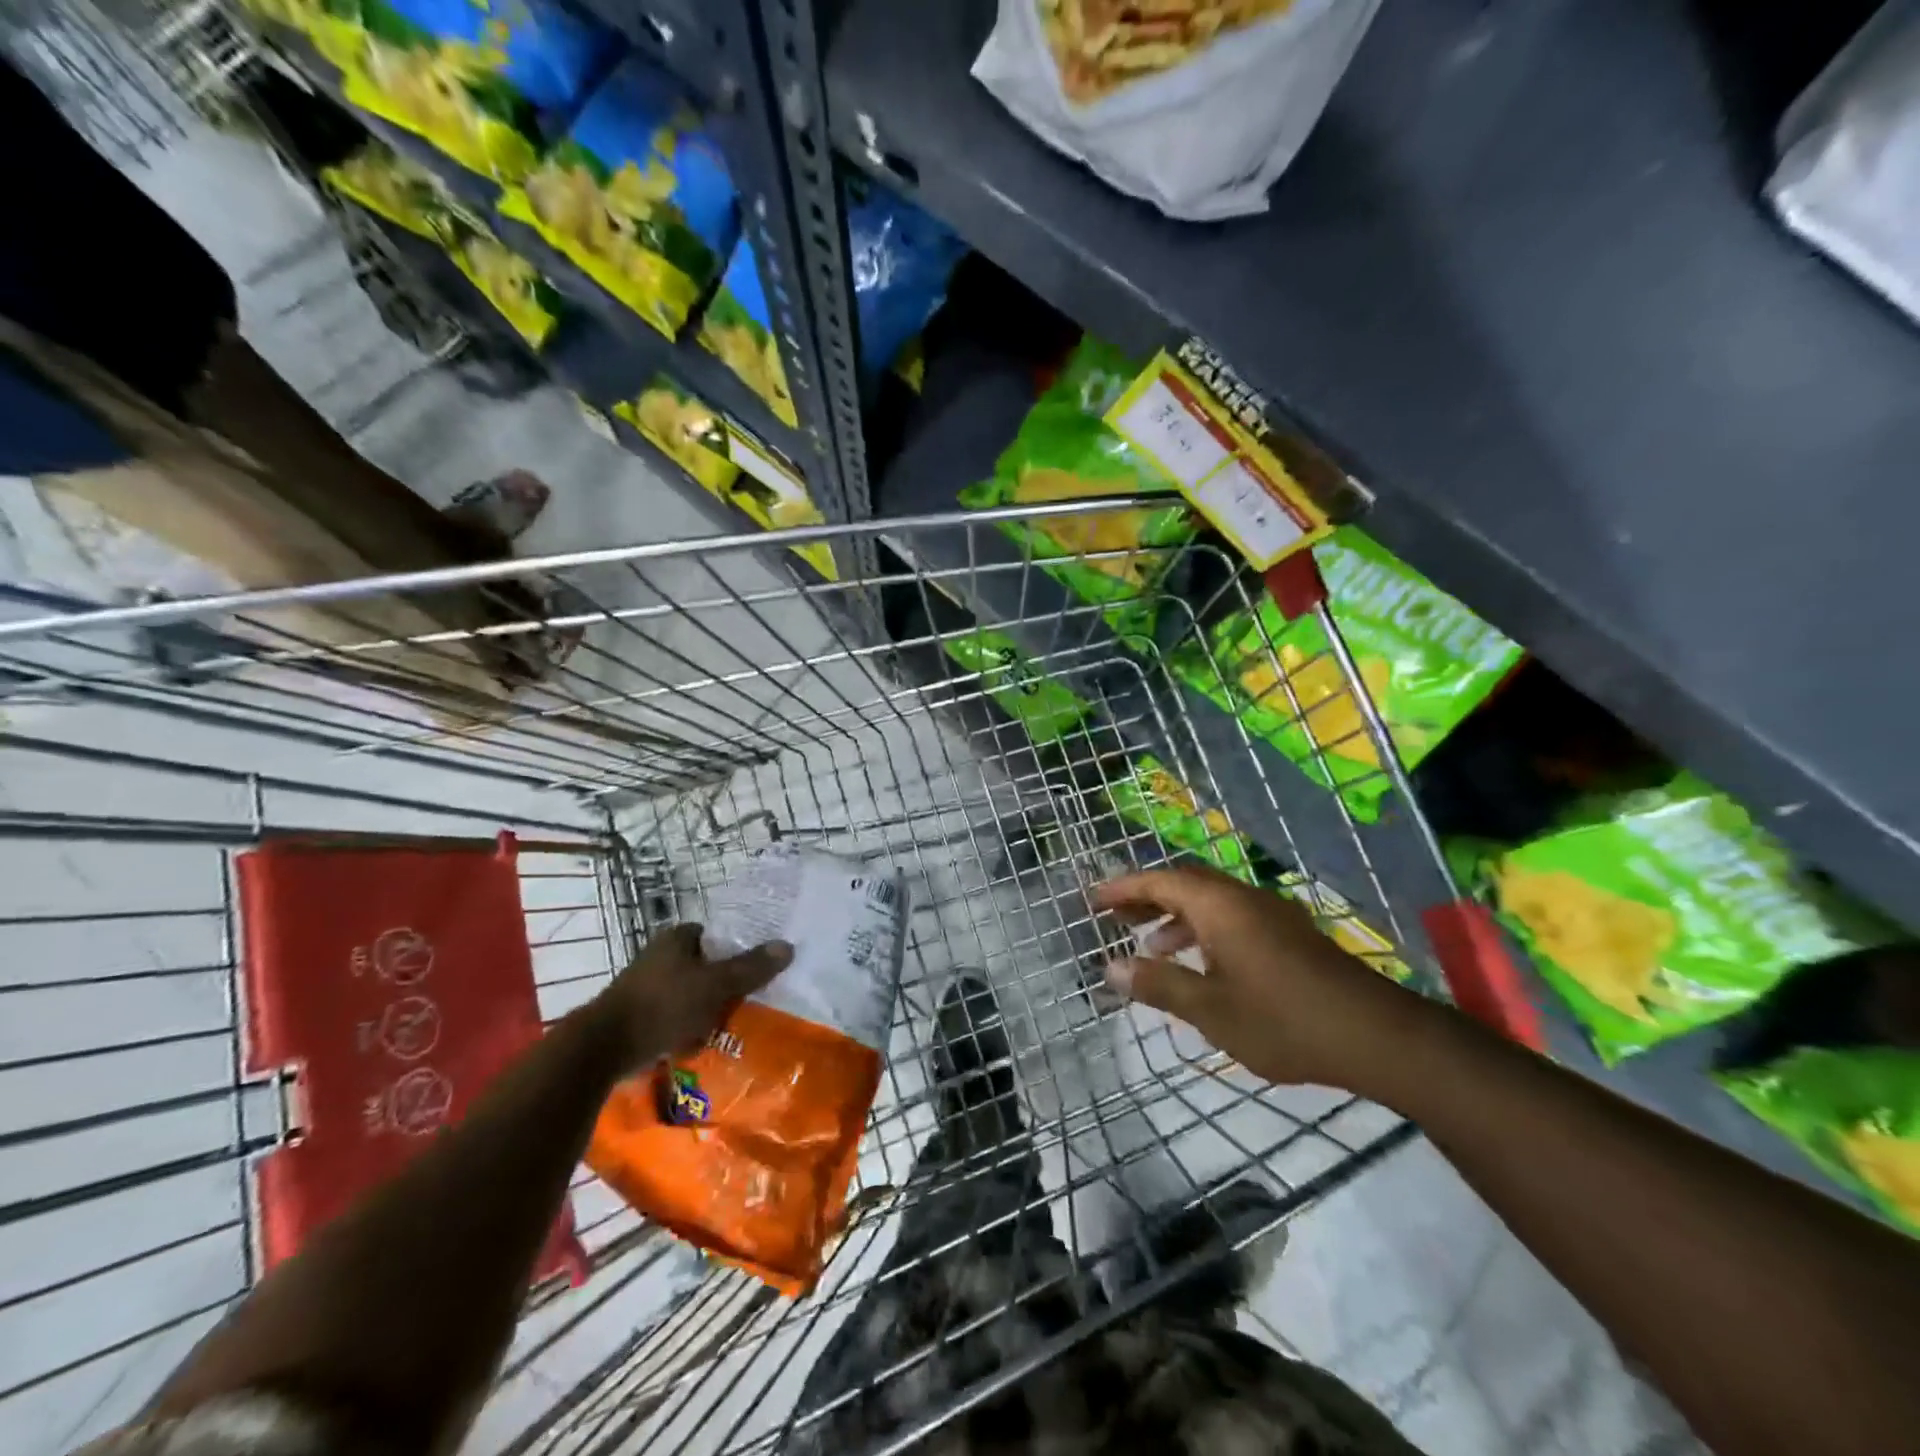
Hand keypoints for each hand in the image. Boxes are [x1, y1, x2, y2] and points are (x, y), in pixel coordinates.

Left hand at [585, 924, 792, 1072]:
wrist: (604, 1048)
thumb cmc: (663, 1004)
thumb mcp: (715, 984)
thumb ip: (750, 967)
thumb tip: (788, 946)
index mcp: (677, 938)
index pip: (716, 935)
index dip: (737, 949)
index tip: (756, 968)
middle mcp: (660, 956)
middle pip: (705, 965)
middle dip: (723, 984)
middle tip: (748, 999)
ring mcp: (646, 986)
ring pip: (690, 993)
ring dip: (706, 1008)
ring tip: (729, 1025)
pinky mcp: (638, 1015)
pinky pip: (674, 1016)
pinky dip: (687, 1027)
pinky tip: (699, 1042)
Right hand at [1095, 865, 1416, 1090]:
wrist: (1376, 1035)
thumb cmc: (1282, 1020)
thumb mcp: (1210, 1009)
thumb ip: (1158, 985)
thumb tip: (1110, 969)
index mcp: (1219, 906)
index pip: (1159, 881)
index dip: (1123, 888)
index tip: (1092, 900)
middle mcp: (1243, 898)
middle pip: (1184, 884)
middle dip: (1146, 897)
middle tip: (1114, 918)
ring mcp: (1271, 914)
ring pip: (1210, 901)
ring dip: (1175, 916)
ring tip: (1150, 945)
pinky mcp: (1289, 934)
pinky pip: (1231, 917)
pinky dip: (1203, 930)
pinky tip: (1201, 964)